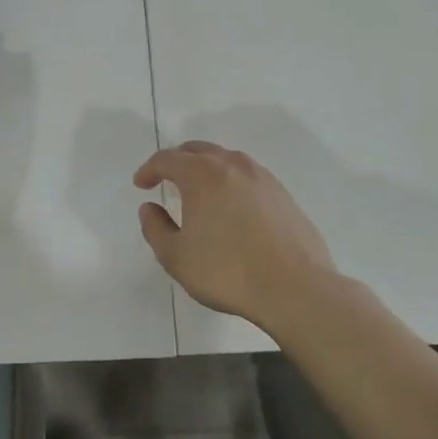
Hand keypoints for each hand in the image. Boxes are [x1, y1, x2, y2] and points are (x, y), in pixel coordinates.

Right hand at [134, 142, 335, 330]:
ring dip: (206, 168)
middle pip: (197, 150)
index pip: (167, 159)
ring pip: (226, 159)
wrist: (295, 288)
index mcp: (201, 174)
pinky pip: (248, 175)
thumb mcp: (176, 257)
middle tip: (166, 180)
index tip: (141, 184)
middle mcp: (232, 165)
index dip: (149, 169)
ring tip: (199, 192)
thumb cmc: (227, 272)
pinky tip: (232, 206)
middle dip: (177, 161)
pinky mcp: (283, 193)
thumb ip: (155, 228)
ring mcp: (262, 177)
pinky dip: (231, 181)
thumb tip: (149, 208)